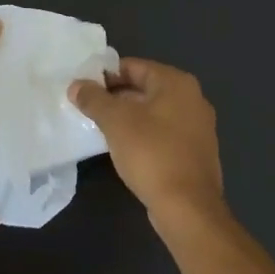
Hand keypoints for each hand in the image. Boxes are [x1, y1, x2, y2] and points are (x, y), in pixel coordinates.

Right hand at [70, 58, 225, 224]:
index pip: (133, 66)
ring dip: (128, 117)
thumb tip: (76, 85)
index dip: (105, 75)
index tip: (82, 88)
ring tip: (100, 128)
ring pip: (154, 112)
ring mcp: (198, 126)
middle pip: (145, 87)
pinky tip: (124, 148)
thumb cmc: (151, 154)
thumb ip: (94, 99)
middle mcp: (192, 98)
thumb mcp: (115, 122)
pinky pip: (163, 132)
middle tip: (86, 108)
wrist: (187, 207)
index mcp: (177, 83)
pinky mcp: (195, 151)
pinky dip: (143, 134)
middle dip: (115, 96)